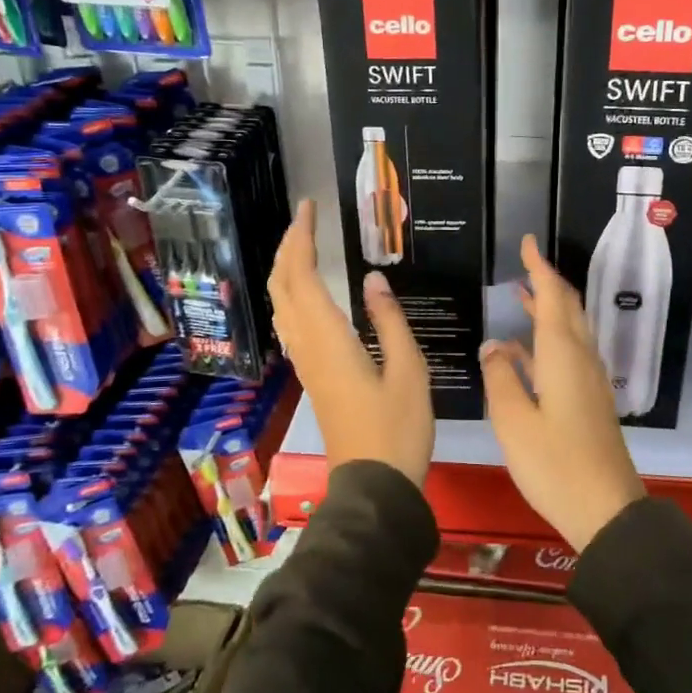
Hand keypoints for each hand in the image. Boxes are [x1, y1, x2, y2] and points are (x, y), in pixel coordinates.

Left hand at [268, 198, 434, 486]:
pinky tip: (309, 293)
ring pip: (282, 306)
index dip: (300, 238)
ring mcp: (306, 363)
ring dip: (287, 270)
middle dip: (287, 248)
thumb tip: (374, 280)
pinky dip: (293, 294)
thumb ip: (390, 321)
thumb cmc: (398, 428)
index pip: (302, 276)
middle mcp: (308, 346)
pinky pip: (291, 324)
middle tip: (307, 220)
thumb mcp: (409, 370)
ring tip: (305, 245)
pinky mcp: (313, 376)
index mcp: (329, 339)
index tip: (310, 208)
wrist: (374, 484)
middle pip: (282, 287)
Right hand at [481, 235, 644, 551]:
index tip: (527, 242)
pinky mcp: (590, 400)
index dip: (539, 267)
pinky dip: (547, 342)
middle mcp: (581, 359)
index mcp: (563, 355)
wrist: (606, 509)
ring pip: (570, 330)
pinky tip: (522, 352)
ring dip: (547, 310)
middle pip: (568, 308)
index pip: (553, 296)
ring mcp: (589, 380)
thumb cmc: (554, 464)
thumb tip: (493, 346)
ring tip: (521, 296)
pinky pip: (568, 354)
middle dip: (546, 283)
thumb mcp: (514, 421)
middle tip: (523, 266)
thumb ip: (501, 378)